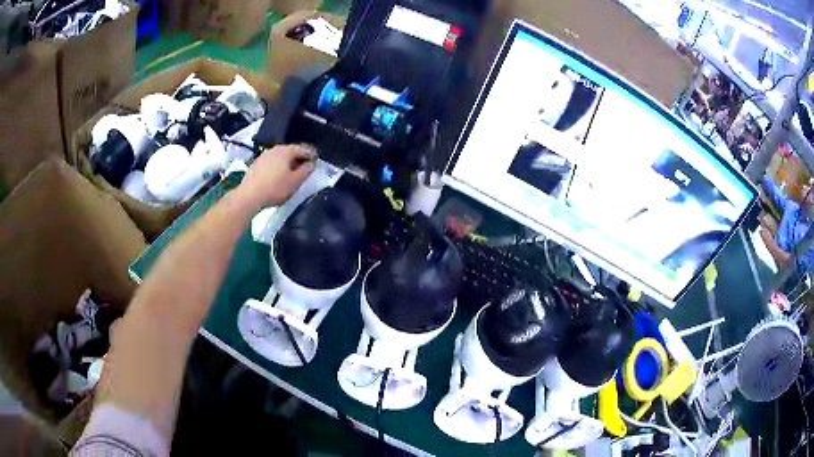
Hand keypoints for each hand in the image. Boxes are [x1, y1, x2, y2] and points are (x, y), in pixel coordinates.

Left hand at [238, 144, 315, 208]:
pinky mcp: (255, 165)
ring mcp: (263, 156)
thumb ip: (305, 171)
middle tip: (305, 167)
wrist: (249, 196)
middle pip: (290, 151)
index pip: (303, 149)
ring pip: (279, 157)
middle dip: (298, 158)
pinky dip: (277, 167)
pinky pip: (271, 163)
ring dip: (287, 163)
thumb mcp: (295, 182)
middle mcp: (274, 149)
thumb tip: (311, 164)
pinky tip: (277, 176)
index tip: (316, 160)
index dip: (311, 154)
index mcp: (286, 151)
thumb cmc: (275, 188)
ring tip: (291, 173)